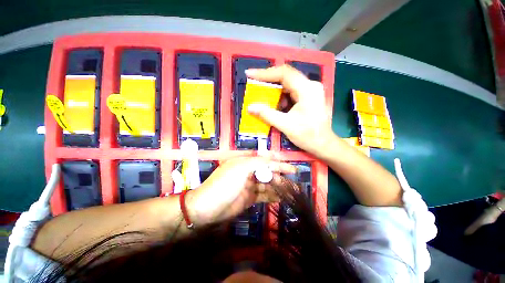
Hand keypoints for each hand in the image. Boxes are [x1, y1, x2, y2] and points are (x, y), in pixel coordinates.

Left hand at [189, 157, 295, 224]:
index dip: (277, 163)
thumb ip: (258, 162)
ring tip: (289, 190)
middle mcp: (248, 172)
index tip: (290, 168)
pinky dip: (271, 196)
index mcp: (245, 163)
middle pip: (267, 172)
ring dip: (277, 186)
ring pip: (266, 183)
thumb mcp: (241, 169)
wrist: (207, 208)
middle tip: (290, 181)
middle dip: (279, 175)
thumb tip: (273, 158)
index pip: (264, 160)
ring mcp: (249, 186)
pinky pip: (263, 195)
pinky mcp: (249, 198)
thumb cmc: (224, 184)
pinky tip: (280, 197)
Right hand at [246, 65, 333, 156]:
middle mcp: (310, 86)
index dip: (265, 73)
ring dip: (274, 89)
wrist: (324, 144)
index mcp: (307, 90)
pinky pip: (291, 91)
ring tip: (262, 94)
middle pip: (286, 76)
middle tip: (253, 83)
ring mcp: (310, 90)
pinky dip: (281, 96)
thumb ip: (267, 115)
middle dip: (268, 80)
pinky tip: (275, 104)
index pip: (284, 74)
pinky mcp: (308, 96)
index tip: (250, 74)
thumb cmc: (308, 136)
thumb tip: (250, 108)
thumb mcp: (286, 125)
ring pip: (288, 84)